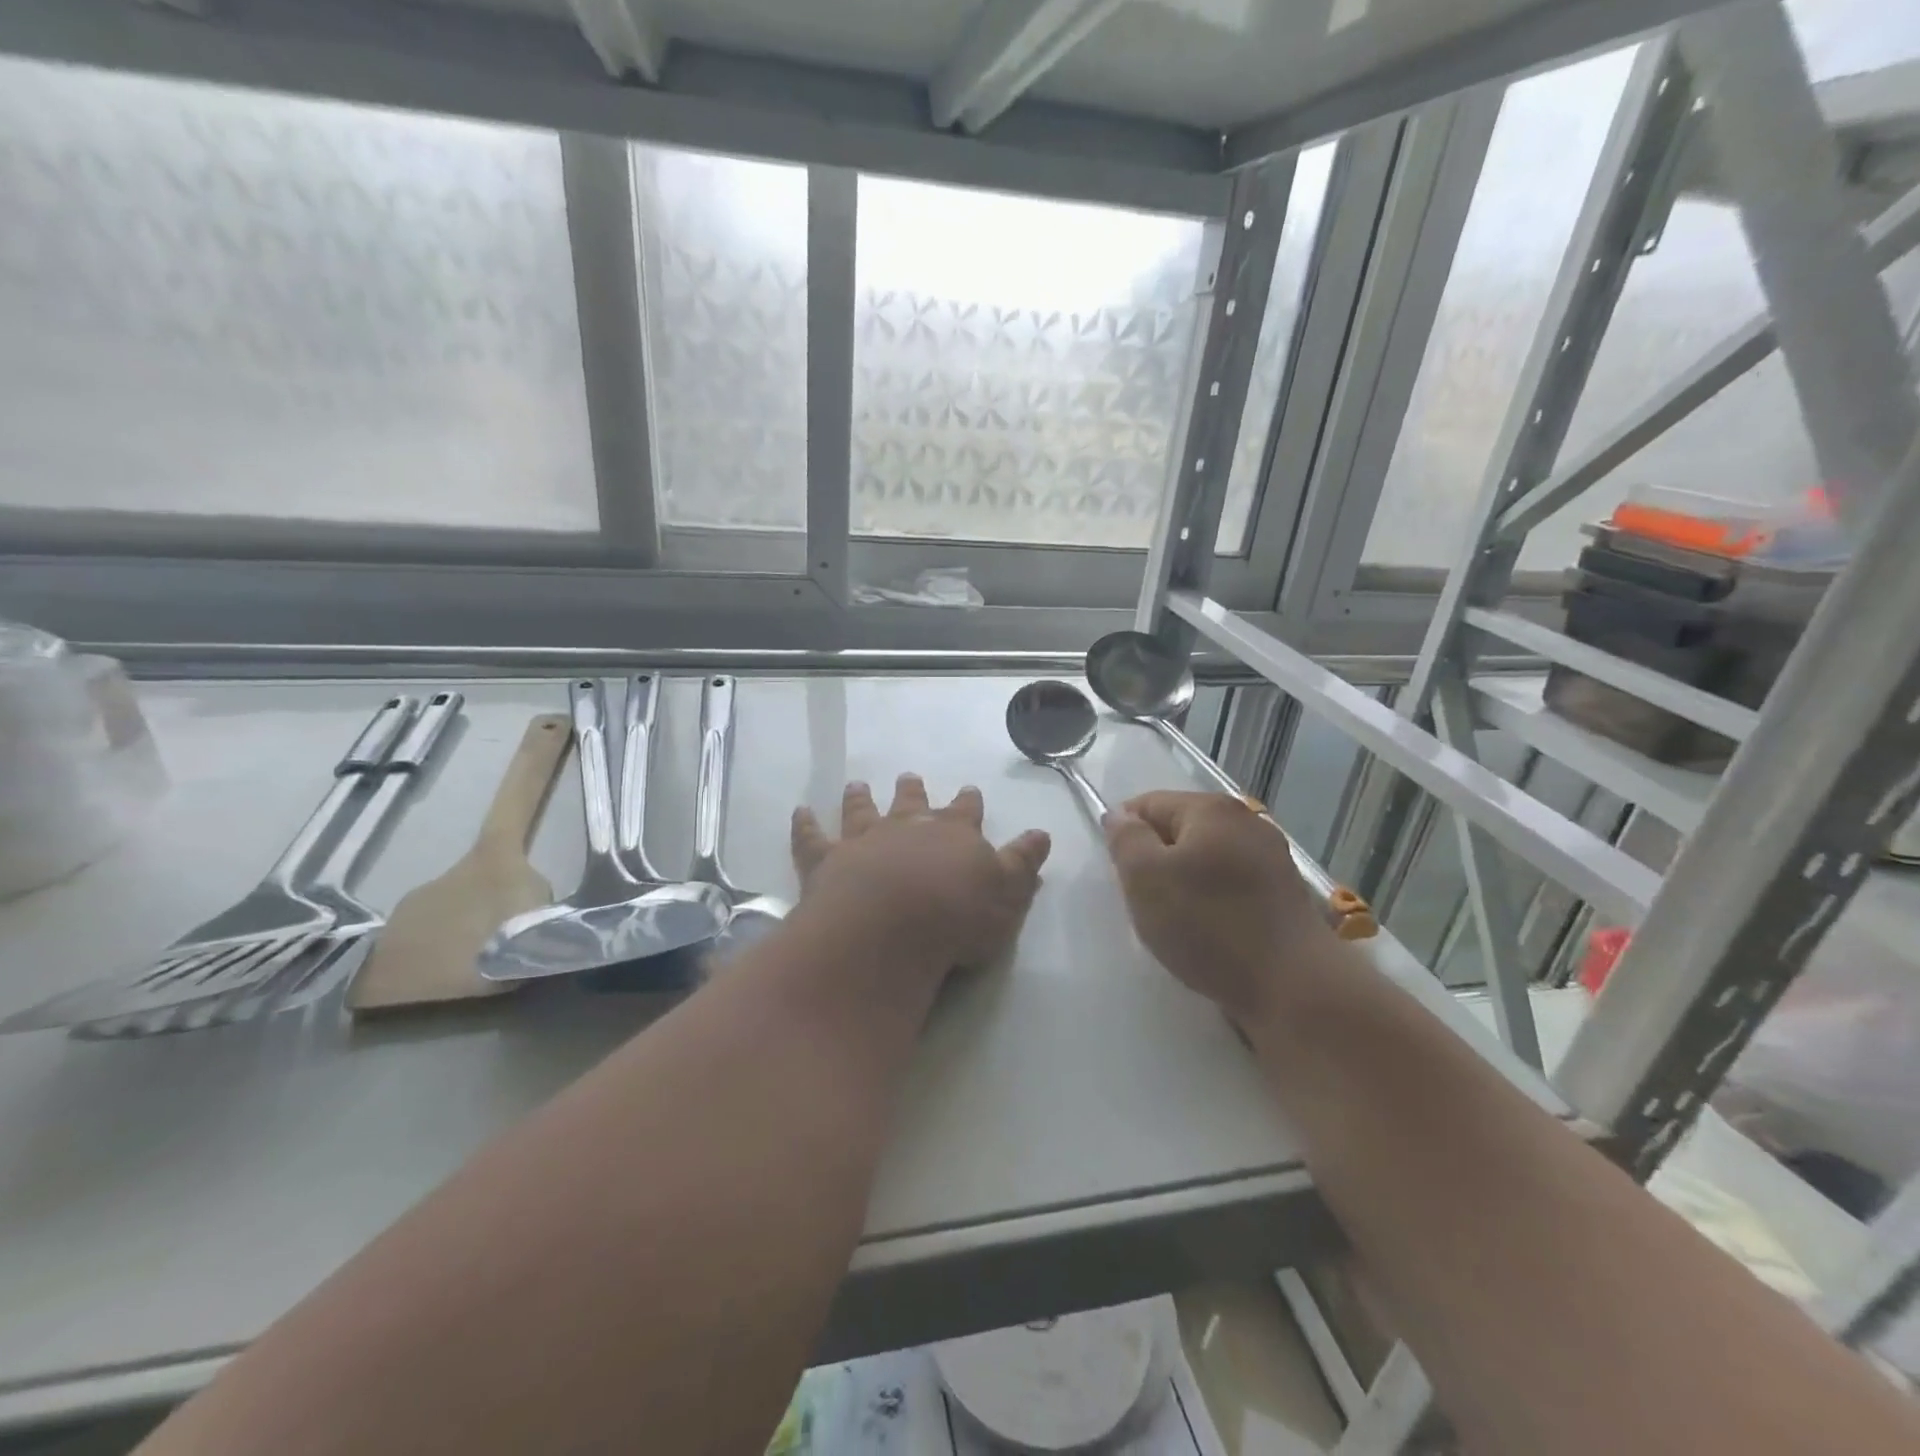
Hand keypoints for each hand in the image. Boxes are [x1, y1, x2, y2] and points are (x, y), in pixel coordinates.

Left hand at [790, 775, 1051, 983]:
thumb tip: (1041, 833)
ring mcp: (864, 841)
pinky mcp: (827, 861)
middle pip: (912, 802)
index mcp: (954, 834)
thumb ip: (1023, 863)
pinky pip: (812, 837)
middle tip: (911, 777)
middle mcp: (908, 828)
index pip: (966, 812)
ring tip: (857, 785)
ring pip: (862, 811)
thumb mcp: (1008, 894)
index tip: (969, 790)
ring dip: (860, 798)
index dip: (968, 802)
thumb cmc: (957, 916)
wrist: (890, 928)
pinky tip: (799, 811)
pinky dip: (805, 824)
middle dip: (913, 791)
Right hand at [1104, 791, 1339, 1022]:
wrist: (1293, 987)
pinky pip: (1230, 885)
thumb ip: (1126, 839)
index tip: (1117, 874)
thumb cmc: (1208, 925)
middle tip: (1143, 901)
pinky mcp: (1284, 893)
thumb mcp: (1145, 878)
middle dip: (1155, 860)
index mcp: (1211, 808)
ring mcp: (1271, 857)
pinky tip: (1208, 932)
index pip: (1148, 804)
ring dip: (1184, 883)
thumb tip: (1119, 815)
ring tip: (1175, 922)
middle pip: (1179, 830)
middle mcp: (1246, 821)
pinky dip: (1212, 901)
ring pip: (1205, 859)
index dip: (1124, 833)